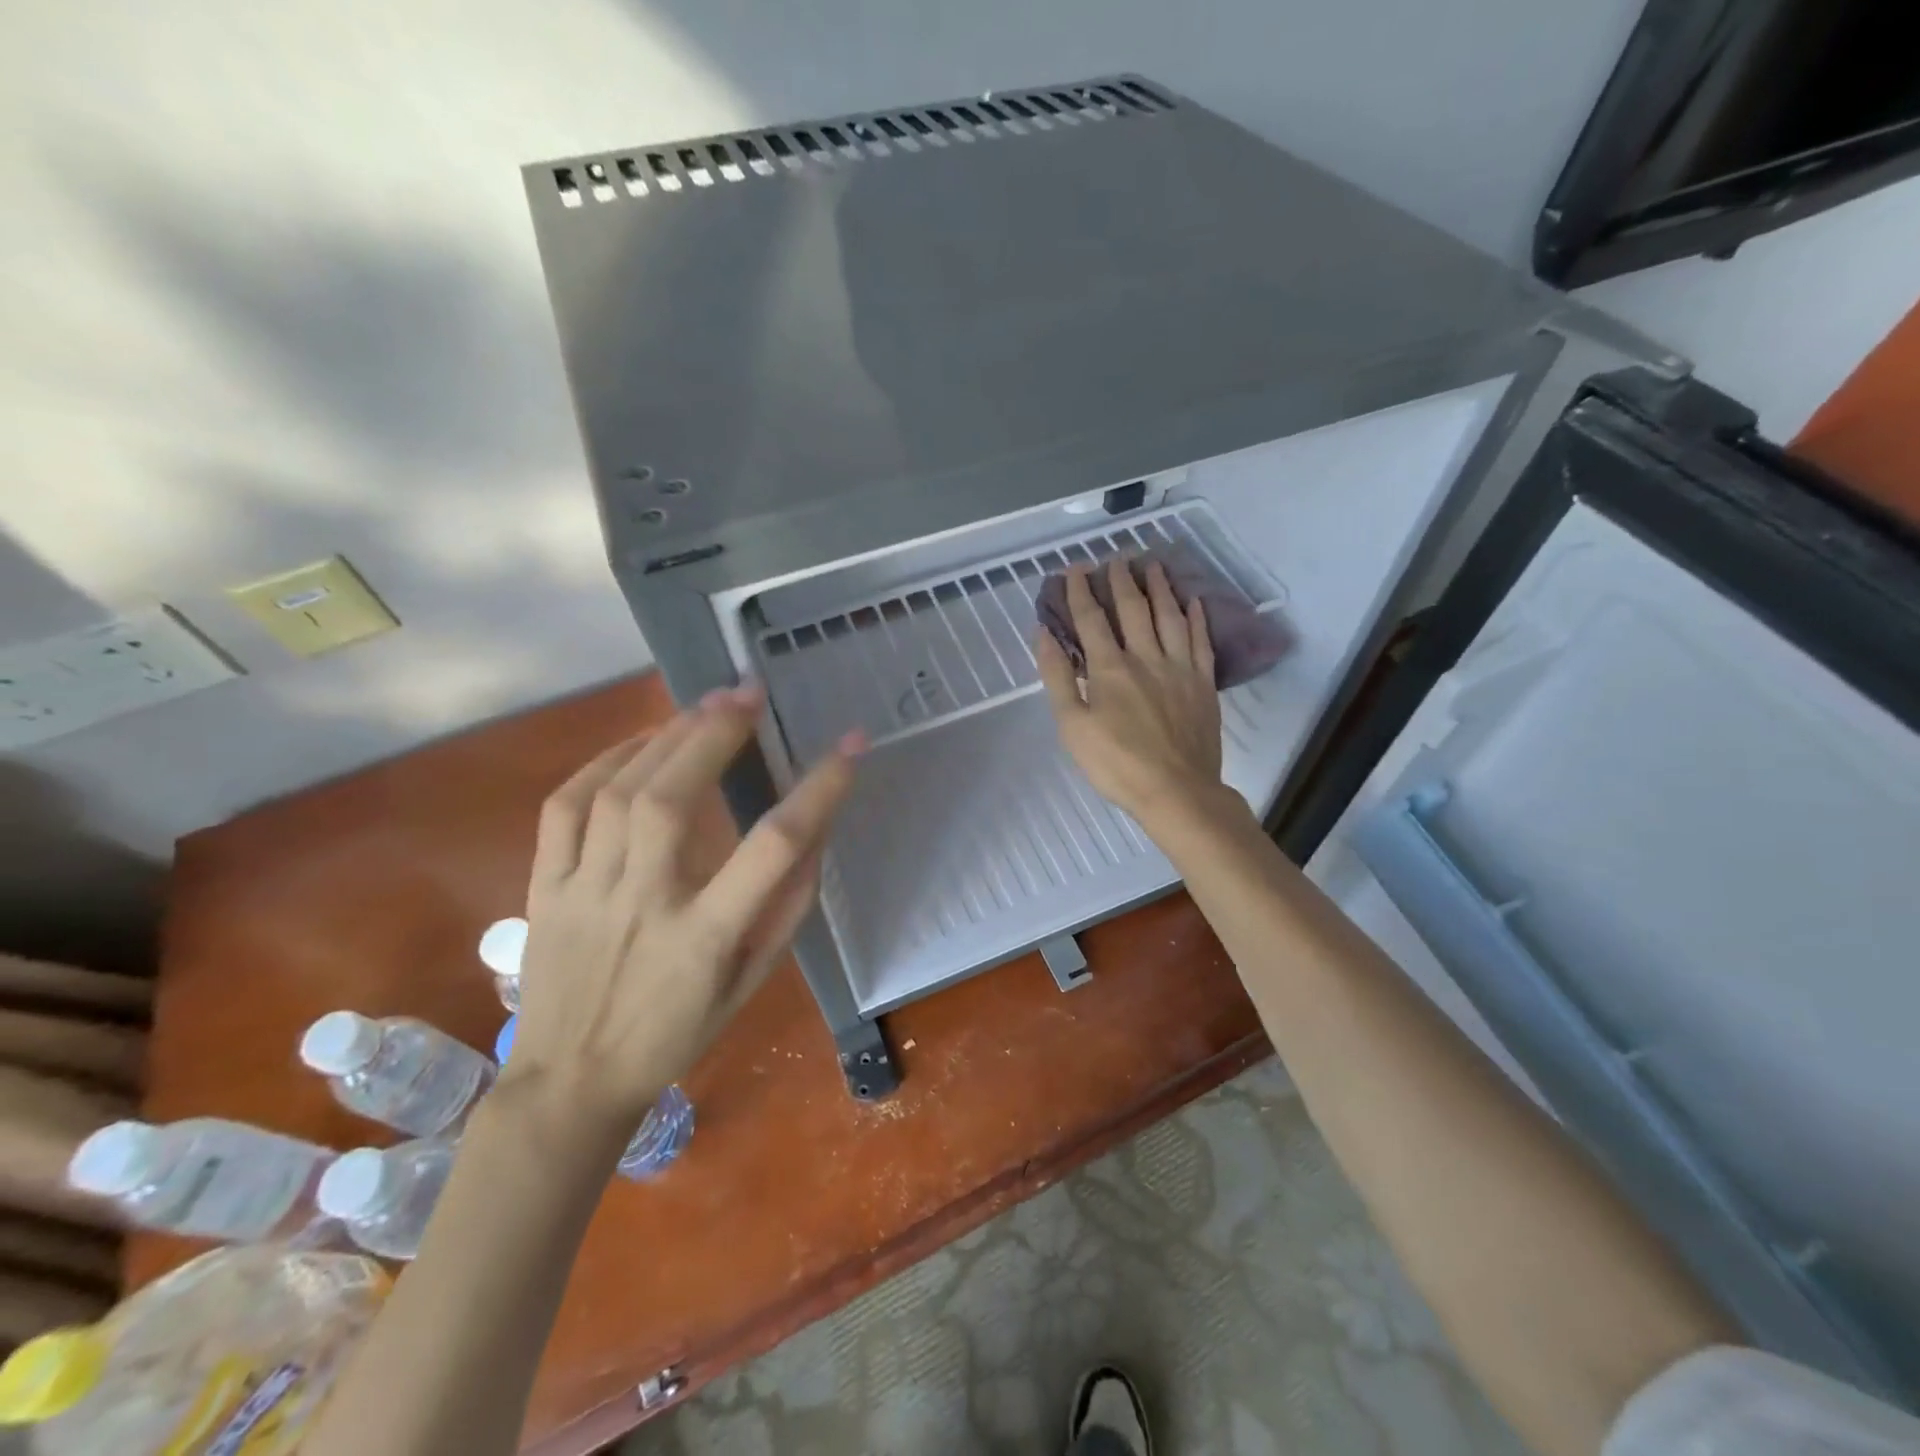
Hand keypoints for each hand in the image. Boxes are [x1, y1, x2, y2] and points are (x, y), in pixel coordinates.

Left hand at [508, 684, 859, 1129]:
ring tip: (704, 707)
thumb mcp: (751, 983)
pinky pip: (565, 807)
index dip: (818, 790)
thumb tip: (814, 831)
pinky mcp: (546, 885)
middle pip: (673, 799)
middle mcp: (642, 904)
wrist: (572, 1082)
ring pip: (617, 793)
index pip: (771, 848)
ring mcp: (585, 891)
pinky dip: (603, 761)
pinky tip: (639, 742)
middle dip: (716, 734)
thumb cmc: (677, 1034)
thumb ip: (786, 907)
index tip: (851, 747)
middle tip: (748, 693)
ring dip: (666, 737)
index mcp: (704, 938)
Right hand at [1037, 560, 1230, 829]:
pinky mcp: (1203, 683)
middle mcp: (1146, 657)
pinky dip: (1197, 618)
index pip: (1091, 620)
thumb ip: (1058, 677)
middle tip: (1116, 559)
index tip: (1074, 569)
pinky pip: (1201, 641)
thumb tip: (1044, 634)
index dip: (1080, 592)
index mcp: (1110, 668)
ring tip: (1154, 565)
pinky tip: (1194, 601)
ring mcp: (1180, 668)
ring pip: (1170, 617)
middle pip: (1134, 609)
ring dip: (1160, 588)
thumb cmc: (1116, 764)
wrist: (1177, 791)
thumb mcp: (1072, 726)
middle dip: (1122, 581)